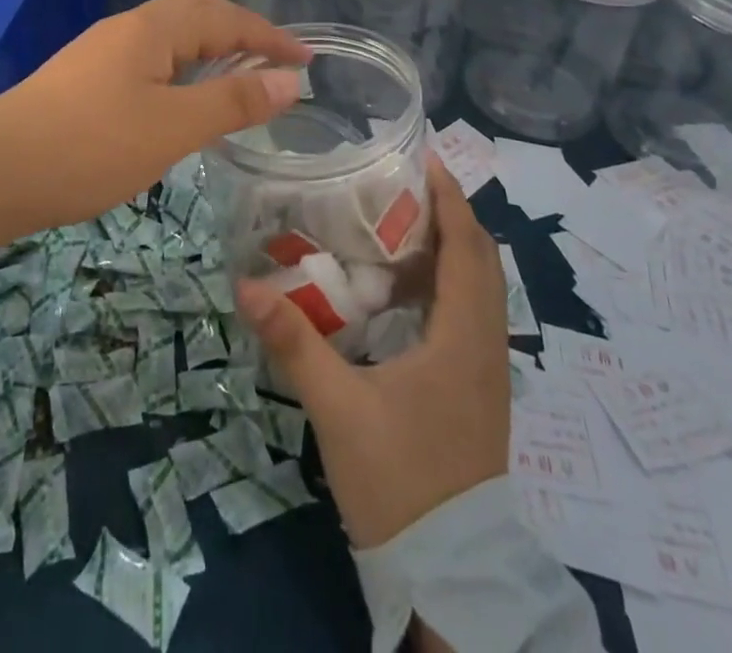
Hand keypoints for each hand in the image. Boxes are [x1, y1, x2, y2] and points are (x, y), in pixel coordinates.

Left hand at [0, 0, 308, 263]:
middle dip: (240, 36)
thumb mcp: (171, 127)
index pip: (222, 16)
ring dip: (209, 55)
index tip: (306, 58)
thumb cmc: (90, 146)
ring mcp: (99, 55)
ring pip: (168, 43)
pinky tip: (180, 104)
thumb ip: (232, 102)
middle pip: (194, 18)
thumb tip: (289, 80)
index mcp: (150, 29)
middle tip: (275, 64)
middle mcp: (124, 30)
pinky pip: (149, 64)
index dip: (268, 34)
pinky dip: (181, 75)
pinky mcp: (83, 83)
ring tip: (238, 81)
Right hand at [234, 162, 508, 548]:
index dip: (451, 199)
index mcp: (463, 339)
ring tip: (401, 222)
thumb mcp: (338, 409)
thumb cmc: (399, 481)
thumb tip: (245, 286)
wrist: (448, 571)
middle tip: (403, 184)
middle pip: (480, 261)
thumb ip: (294, 344)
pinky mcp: (477, 391)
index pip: (468, 249)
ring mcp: (486, 371)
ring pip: (479, 289)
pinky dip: (447, 284)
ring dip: (451, 248)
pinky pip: (470, 315)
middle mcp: (485, 346)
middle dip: (450, 214)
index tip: (425, 159)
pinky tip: (405, 290)